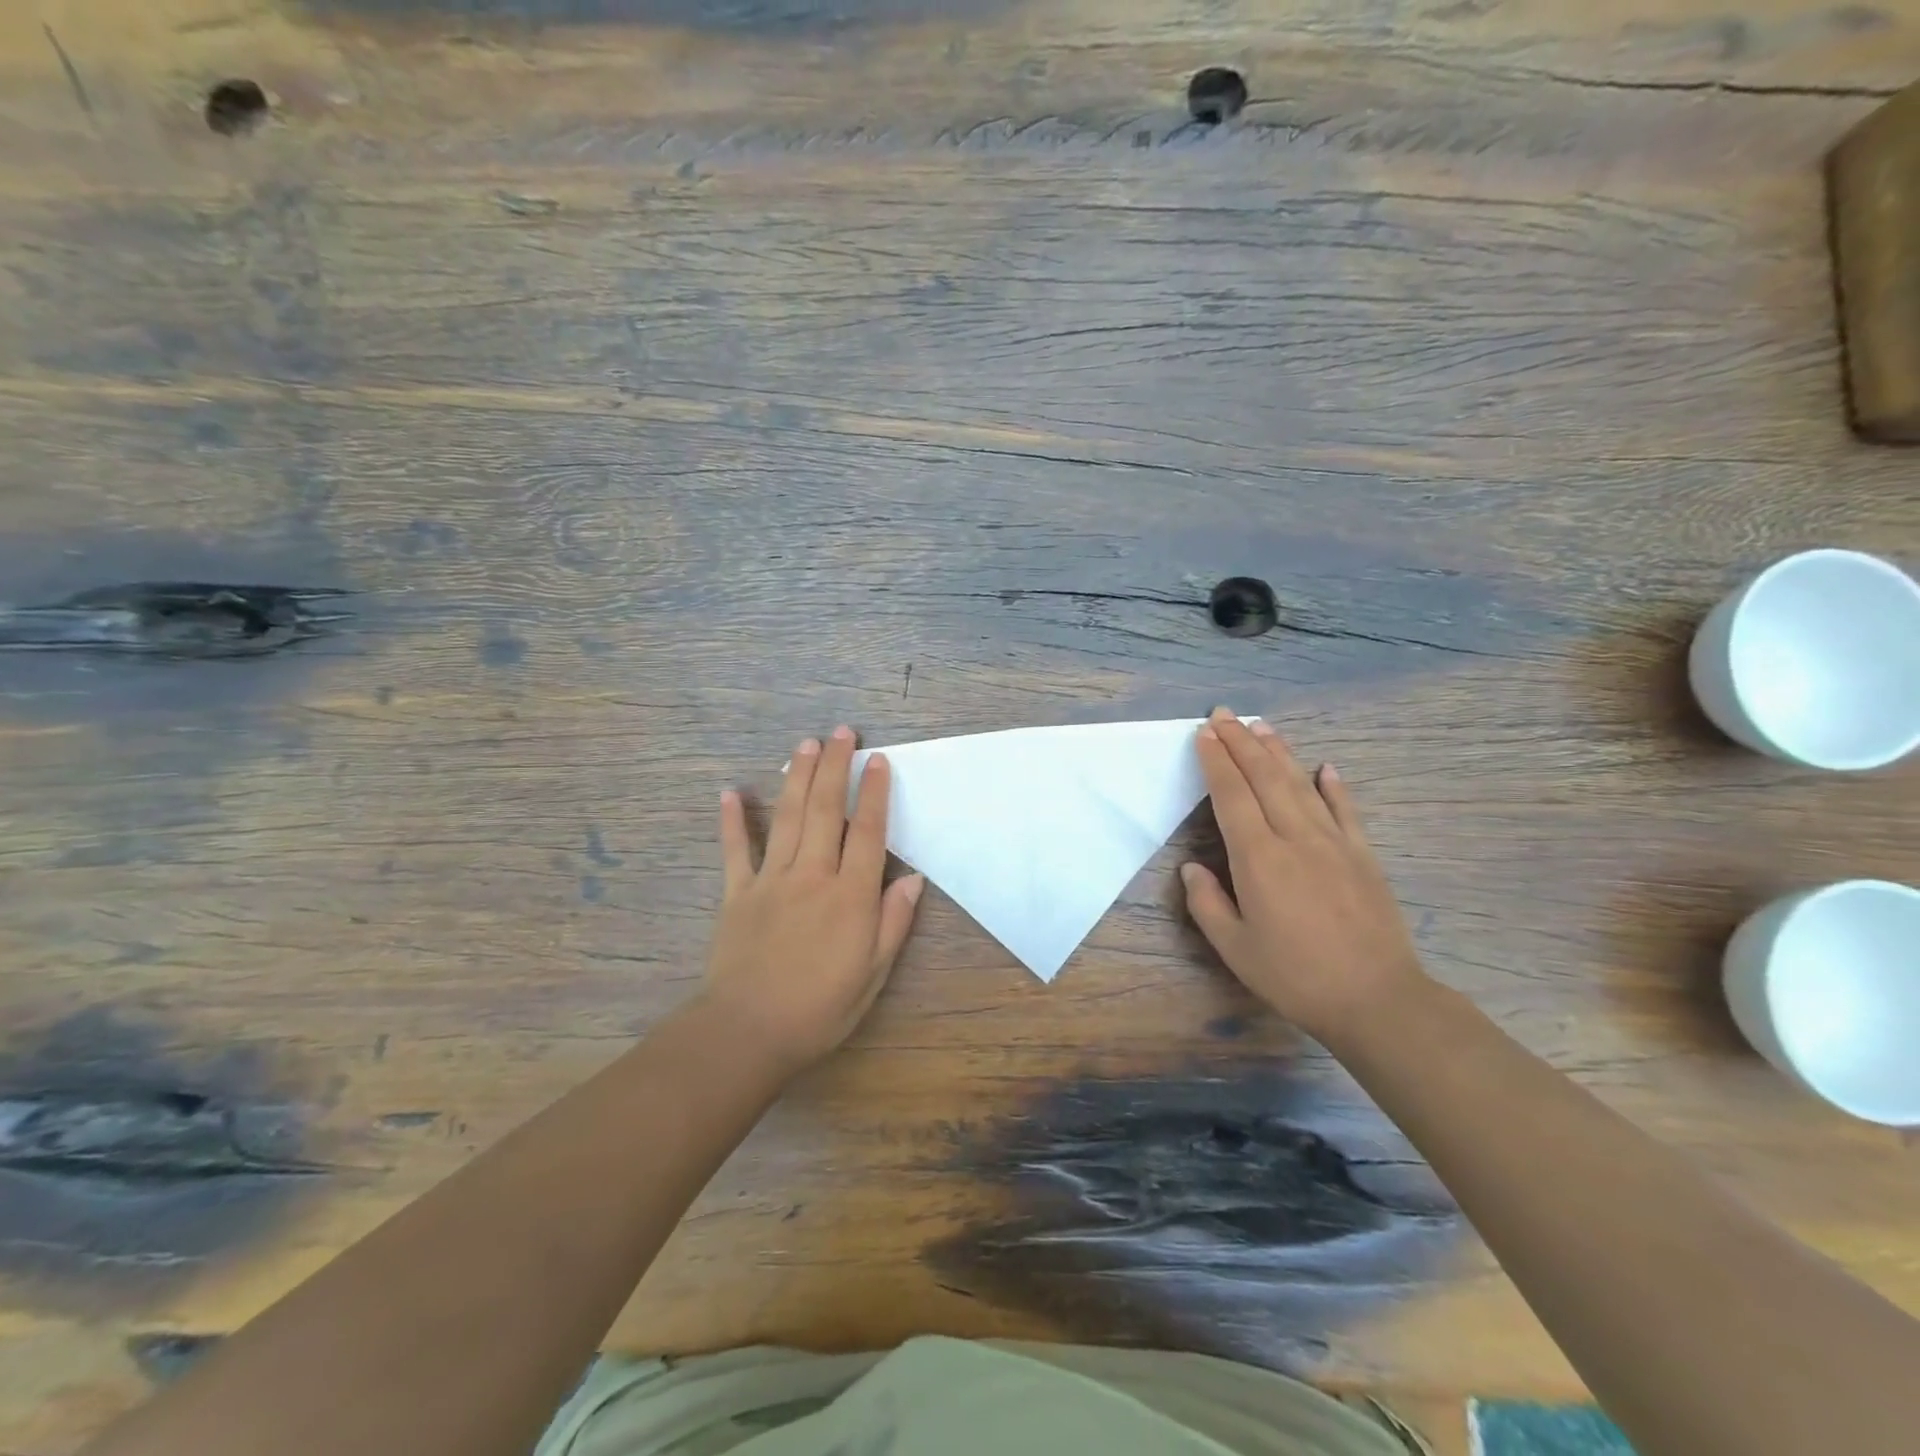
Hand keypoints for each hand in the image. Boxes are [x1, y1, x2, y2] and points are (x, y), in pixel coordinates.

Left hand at [702, 726, 924, 1076]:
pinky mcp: (737, 894)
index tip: (878, 760)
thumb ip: (893, 922)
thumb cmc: (820, 1009)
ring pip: (787, 818)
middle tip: (840, 732)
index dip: (874, 792)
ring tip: (805, 744)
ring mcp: (771, 881)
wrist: (747, 1033)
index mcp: (850, 896)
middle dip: (834, 767)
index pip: (866, 832)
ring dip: (797, 777)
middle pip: (824, 810)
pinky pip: (735, 850)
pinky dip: (733, 820)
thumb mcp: (872, 974)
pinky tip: (731, 791)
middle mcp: (812, 876)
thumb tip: (913, 879)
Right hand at [1181, 708, 1429, 1048]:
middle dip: (1241, 743)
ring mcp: (1334, 843)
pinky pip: (1346, 811)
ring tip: (1261, 727)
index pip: (1231, 796)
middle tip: (1224, 715)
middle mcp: (1295, 838)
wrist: (1377, 999)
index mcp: (1258, 859)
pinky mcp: (1364, 856)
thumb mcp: (1235, 949)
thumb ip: (1207, 904)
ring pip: (1301, 785)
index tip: (1204, 734)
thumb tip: (1192, 868)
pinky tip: (1325, 767)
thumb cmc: (1295, 976)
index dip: (1216, 762)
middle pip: (1264, 778)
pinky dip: (1334, 786)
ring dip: (1279, 752)